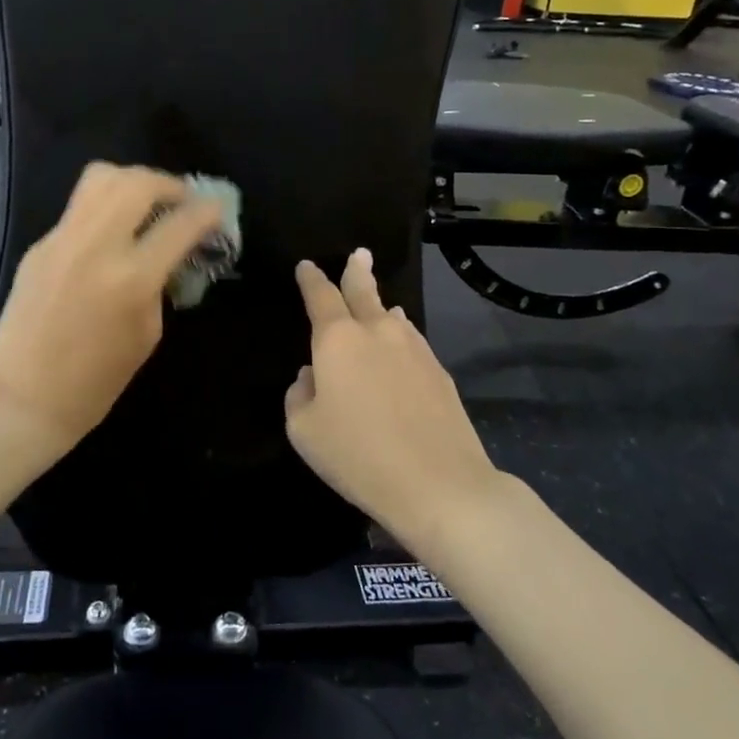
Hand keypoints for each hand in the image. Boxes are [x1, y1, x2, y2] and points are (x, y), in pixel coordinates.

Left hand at [0, 162, 224, 446]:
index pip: (179, 225)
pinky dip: (105, 208)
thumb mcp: (147, 334)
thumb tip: (166, 254)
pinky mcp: (40, 245)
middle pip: (137, 183)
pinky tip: (112, 234)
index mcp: (131, 278)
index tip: (217, 209)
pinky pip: (79, 209)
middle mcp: (96, 246)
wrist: (23, 398)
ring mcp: (62, 240)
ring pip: (101, 178)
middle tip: (181, 200)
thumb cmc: (96, 382)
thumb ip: (159, 284)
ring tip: (147, 202)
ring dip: (133, 181)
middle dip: (168, 183)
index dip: (206, 212)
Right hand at [285, 250, 501, 541]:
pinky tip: (400, 343)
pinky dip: (400, 335)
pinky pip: (411, 341)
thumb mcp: (304, 431)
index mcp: (337, 340)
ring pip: (392, 316)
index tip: (306, 266)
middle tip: (359, 254)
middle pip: (364, 291)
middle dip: (356, 271)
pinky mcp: (439, 372)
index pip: (320, 296)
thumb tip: (311, 377)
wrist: (439, 484)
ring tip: (380, 303)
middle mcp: (377, 332)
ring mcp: (414, 349)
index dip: (311, 279)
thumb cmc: (358, 456)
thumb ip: (299, 395)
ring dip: (382, 306)